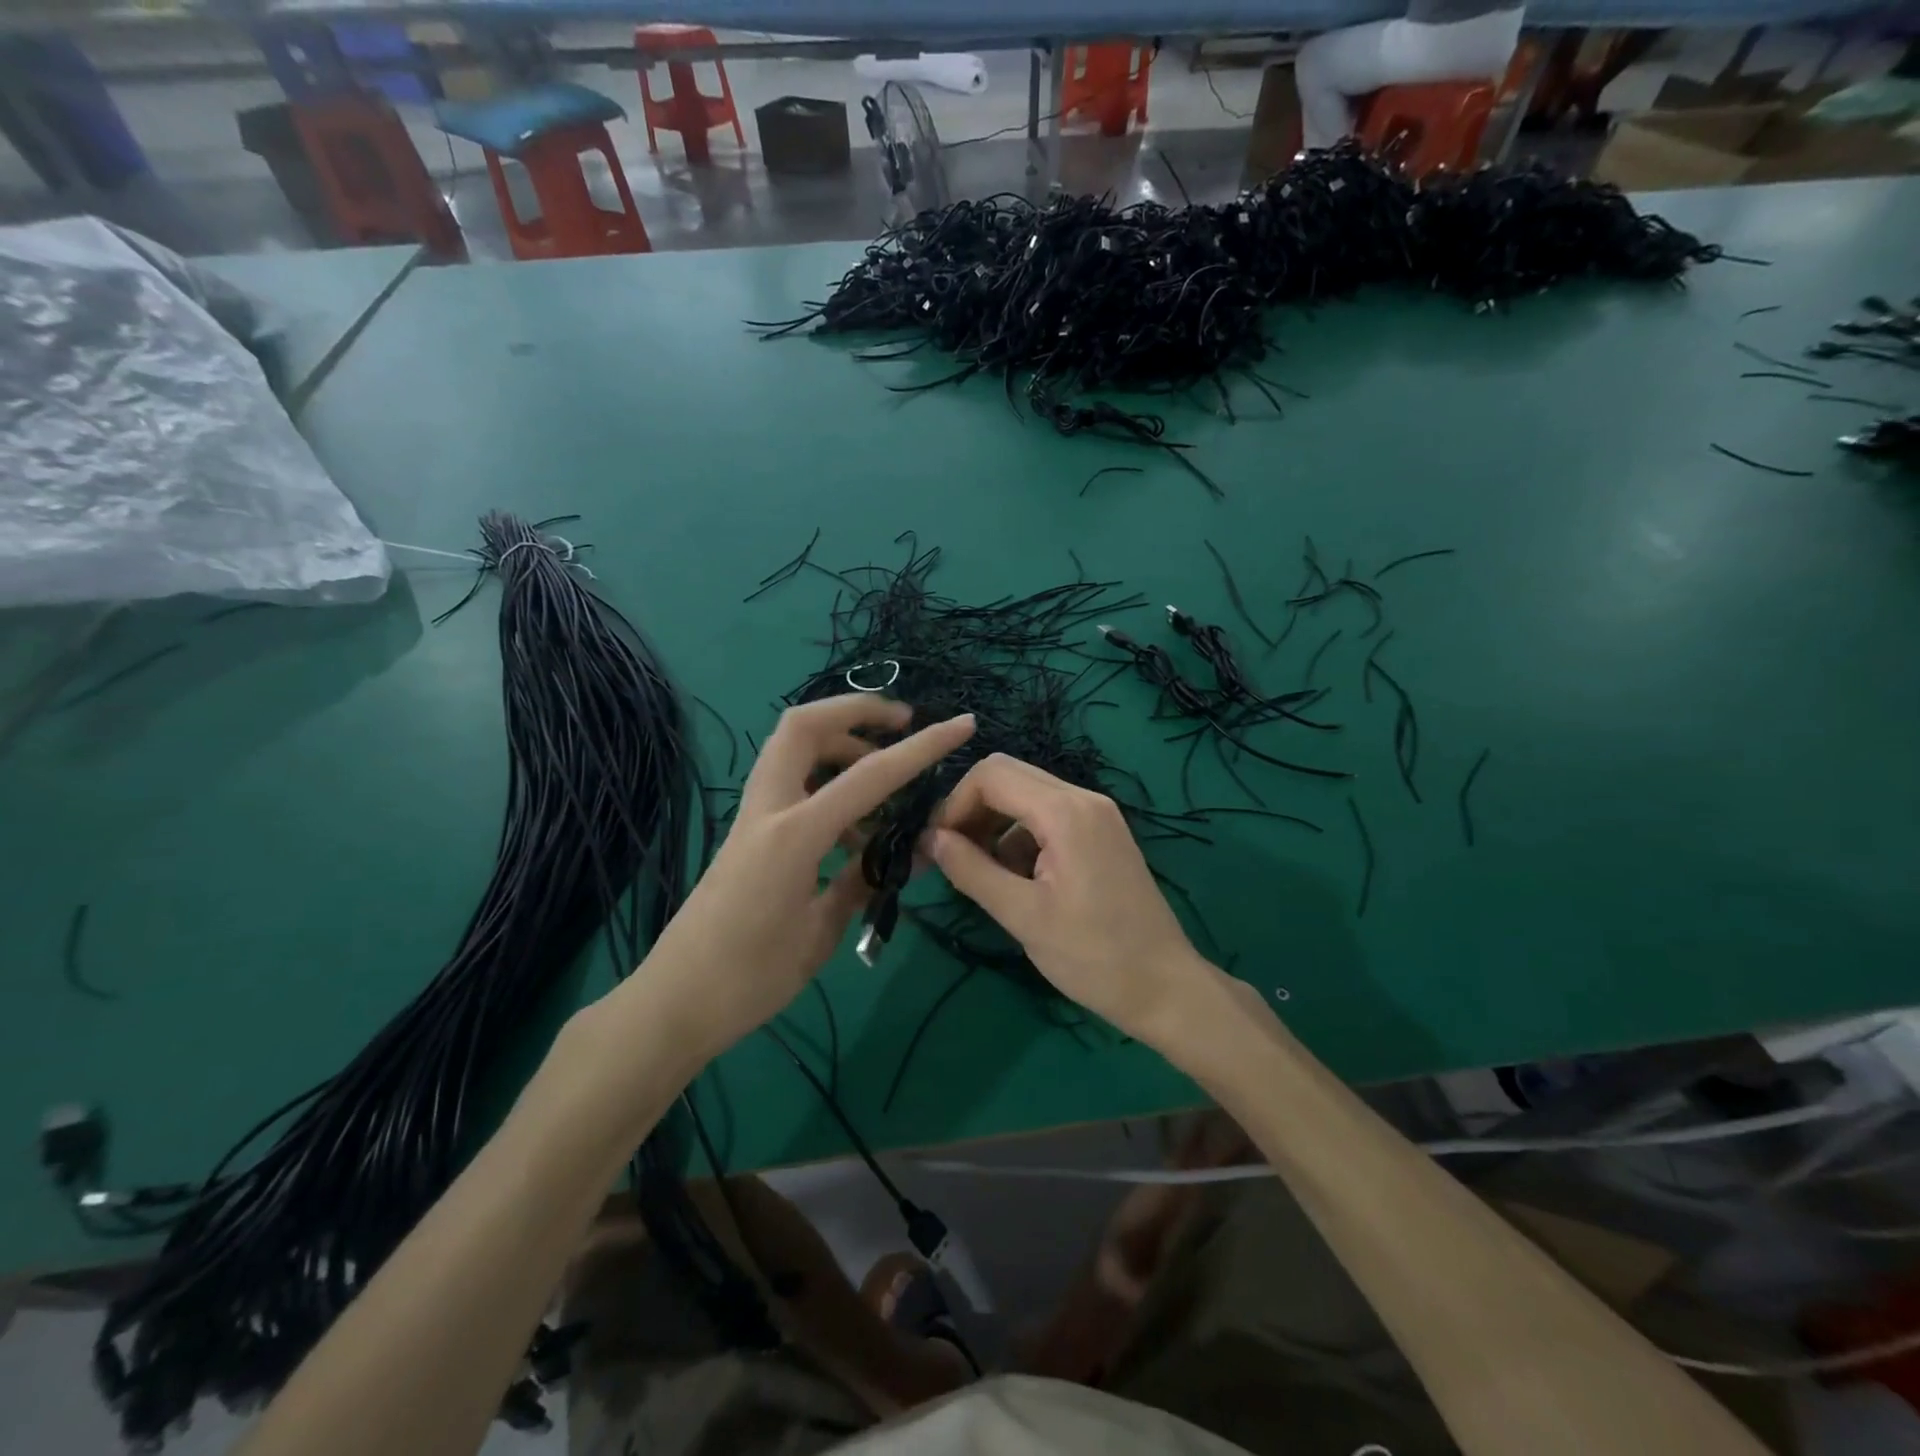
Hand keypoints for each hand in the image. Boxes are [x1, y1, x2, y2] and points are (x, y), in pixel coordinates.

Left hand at [626, 695, 975, 1062]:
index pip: (870, 776)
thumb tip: (899, 857)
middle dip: (856, 710)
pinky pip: (790, 783)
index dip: (921, 747)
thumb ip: (860, 883)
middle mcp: (769, 809)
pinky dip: (825, 782)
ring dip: (841, 745)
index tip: (961, 725)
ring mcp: (752, 818)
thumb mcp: (820, 934)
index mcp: (794, 835)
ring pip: (792, 748)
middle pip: (804, 725)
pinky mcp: (747, 833)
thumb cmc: (750, 979)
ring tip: (884, 783)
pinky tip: (853, 828)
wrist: (674, 1003)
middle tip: (901, 723)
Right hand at [925, 754, 1215, 1045]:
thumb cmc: (1092, 956)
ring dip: (996, 824)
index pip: (991, 774)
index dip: (955, 804)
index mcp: (1065, 812)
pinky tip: (1018, 879)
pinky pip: (1049, 816)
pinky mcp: (1103, 833)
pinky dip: (1022, 836)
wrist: (1165, 987)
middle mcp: (1083, 798)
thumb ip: (971, 870)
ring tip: (984, 874)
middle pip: (1009, 776)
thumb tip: (929, 839)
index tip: (939, 846)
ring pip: (1027, 795)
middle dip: (973, 810)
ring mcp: (1098, 814)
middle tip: (954, 856)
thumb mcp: (1022, 916)